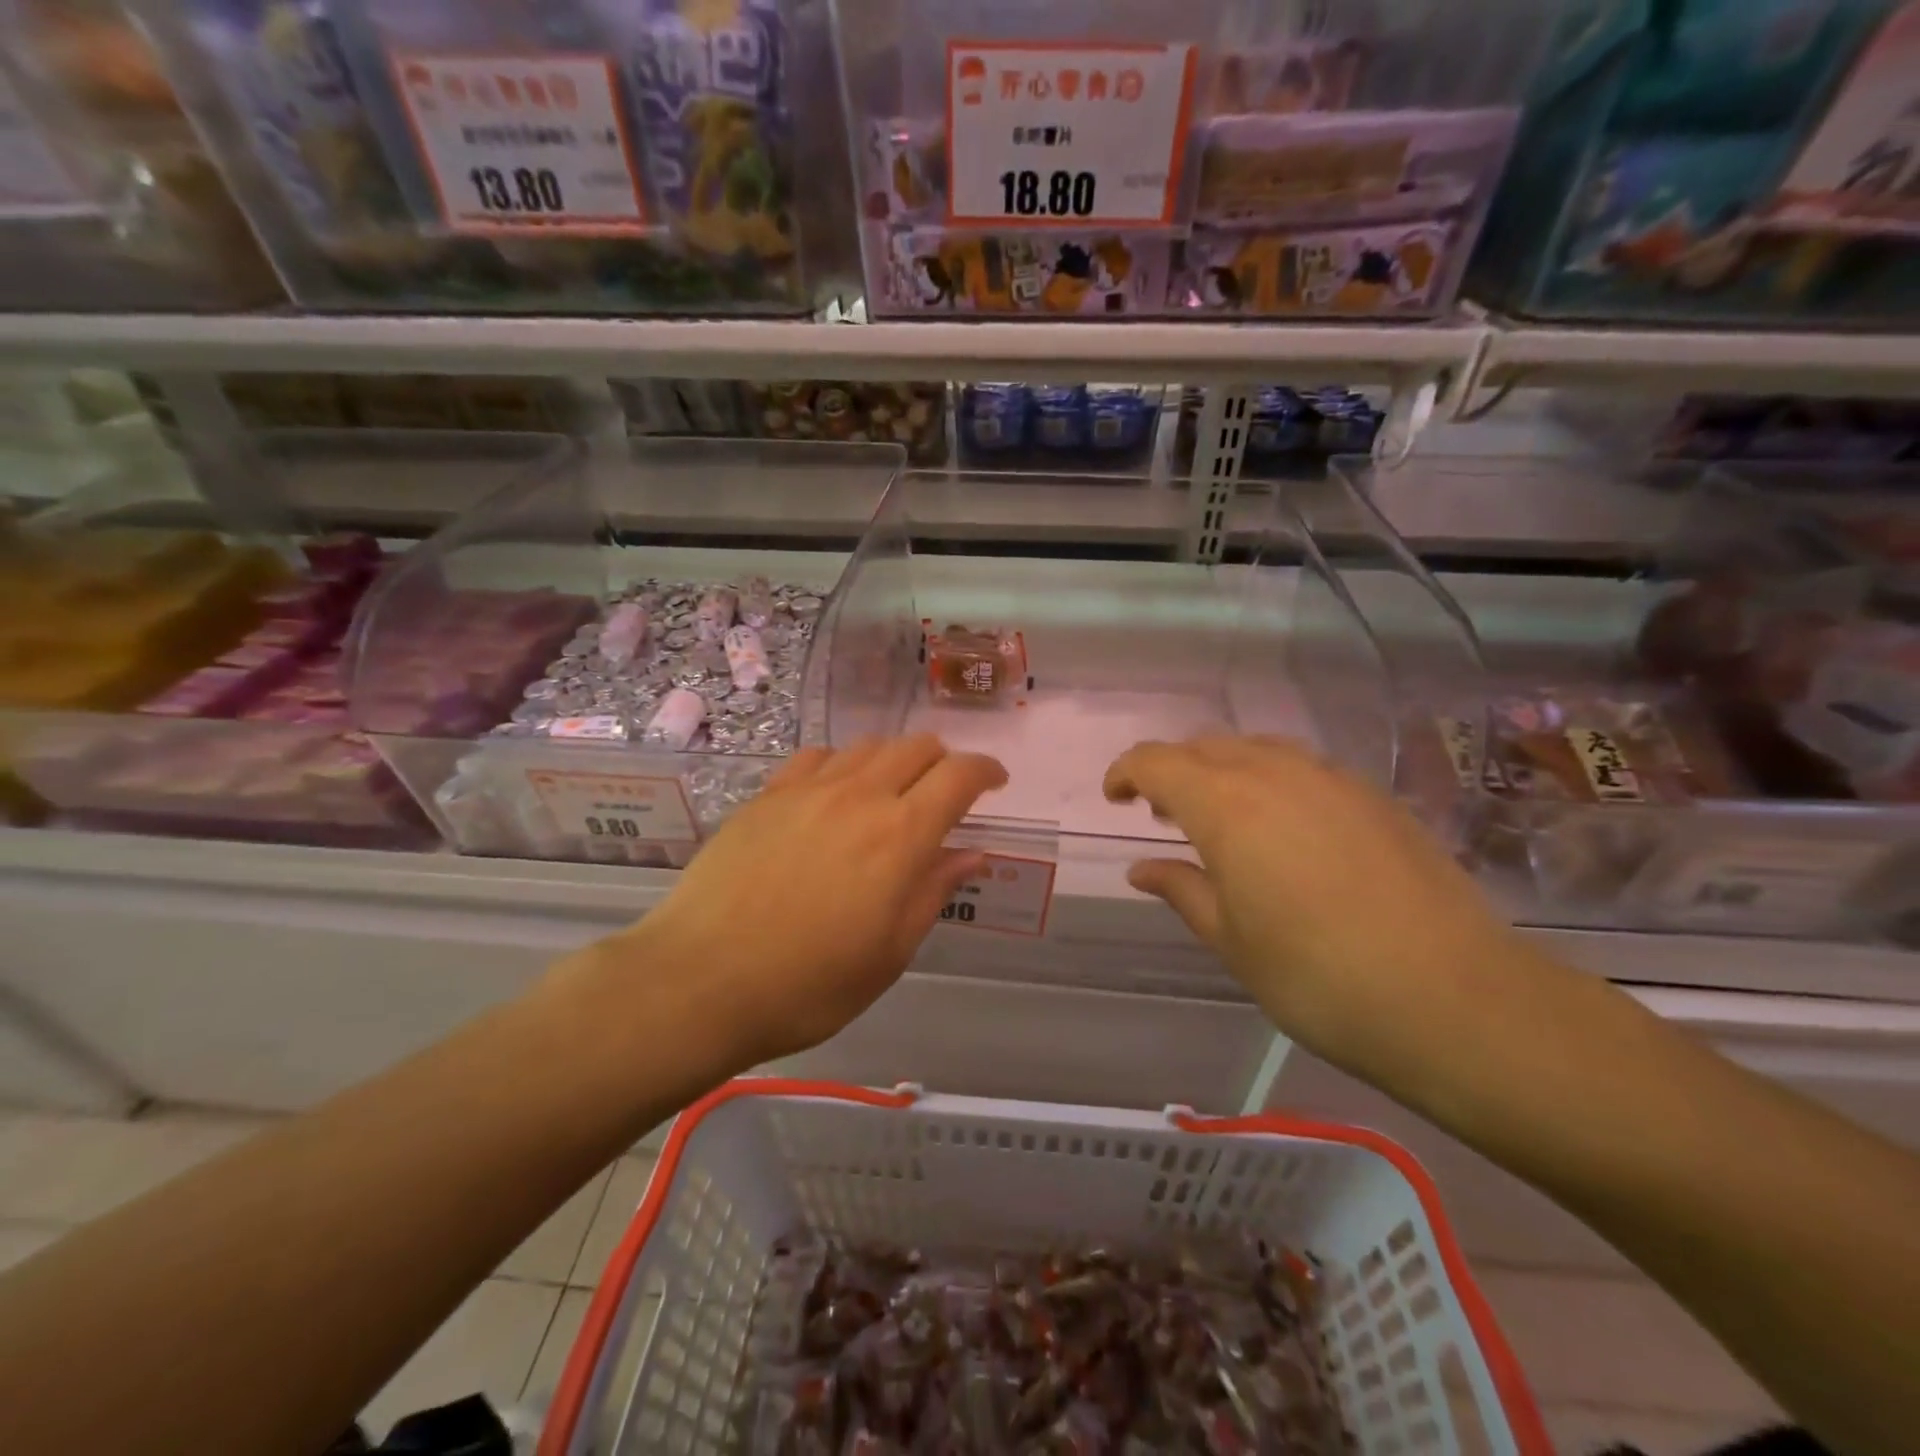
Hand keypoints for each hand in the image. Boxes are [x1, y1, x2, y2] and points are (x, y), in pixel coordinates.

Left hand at [632, 736, 1006, 1065]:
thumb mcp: (889, 952)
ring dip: (894, 760)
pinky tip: (833, 793)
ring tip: (891, 793)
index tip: (995, 783)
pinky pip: (816, 758)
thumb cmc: (809, 984)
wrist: (702, 980)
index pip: (959, 776)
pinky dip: (841, 765)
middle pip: (916, 747)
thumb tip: (972, 854)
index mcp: (901, 836)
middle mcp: (860, 796)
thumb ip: (933, 892)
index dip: (986, 771)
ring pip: (867, 746)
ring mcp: (808, 790)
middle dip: (943, 761)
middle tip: (945, 792)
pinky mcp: (767, 796)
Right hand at [1105, 736, 1551, 1090]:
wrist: (1454, 999)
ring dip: (1222, 770)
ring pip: (1257, 750)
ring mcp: (1332, 780)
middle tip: (1162, 814)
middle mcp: (1275, 774)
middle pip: (1206, 746)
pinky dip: (1270, 781)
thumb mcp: (1230, 940)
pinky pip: (1302, 768)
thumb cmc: (1317, 977)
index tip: (1114, 798)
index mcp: (1226, 805)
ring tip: (1220, 818)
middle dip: (1173, 770)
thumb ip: (1182, 890)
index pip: (1157, 762)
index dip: (1126, 772)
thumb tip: (1142, 868)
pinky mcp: (1375, 797)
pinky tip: (1284, 830)